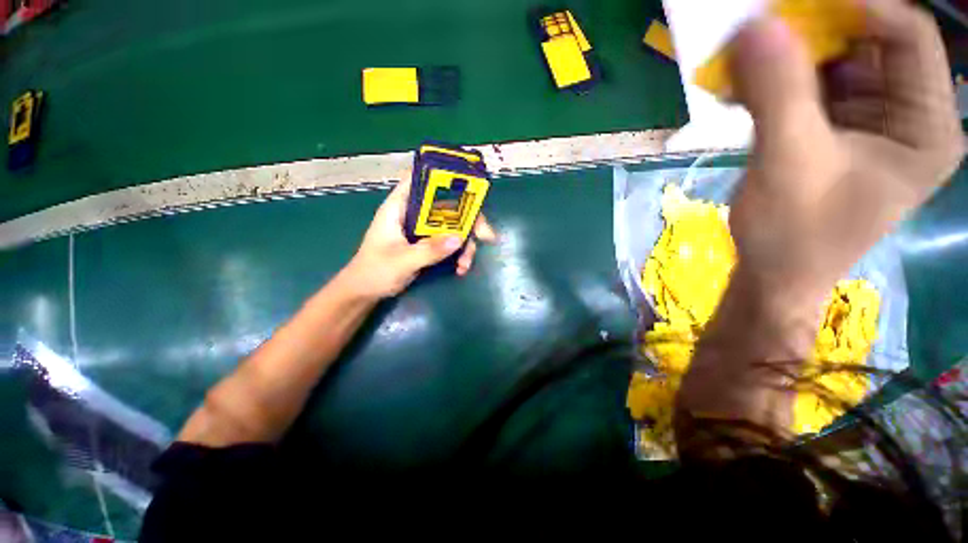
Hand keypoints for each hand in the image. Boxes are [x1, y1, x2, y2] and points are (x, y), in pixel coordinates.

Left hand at [343, 174, 496, 298]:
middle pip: (447, 205)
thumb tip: (459, 239)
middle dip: (469, 220)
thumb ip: (429, 250)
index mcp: (399, 207)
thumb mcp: (402, 261)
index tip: (469, 185)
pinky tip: (460, 269)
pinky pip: (449, 242)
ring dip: (465, 244)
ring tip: (465, 265)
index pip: (419, 180)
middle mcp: (414, 214)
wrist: (366, 292)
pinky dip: (458, 254)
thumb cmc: (374, 272)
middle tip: (486, 236)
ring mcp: (422, 230)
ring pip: (452, 226)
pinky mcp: (428, 244)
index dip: (442, 176)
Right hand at [728, 0, 963, 307]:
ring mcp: (872, 120)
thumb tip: (754, 24)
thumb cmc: (791, 234)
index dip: (855, 8)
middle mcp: (909, 115)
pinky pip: (810, 88)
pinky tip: (743, 91)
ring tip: (740, 71)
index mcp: (928, 127)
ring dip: (786, 61)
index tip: (788, 11)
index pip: (907, 36)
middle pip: (869, 44)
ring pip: (834, 63)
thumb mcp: (789, 163)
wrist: (773, 273)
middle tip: (758, 38)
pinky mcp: (837, 129)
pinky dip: (775, 83)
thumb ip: (778, 92)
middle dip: (813, 35)